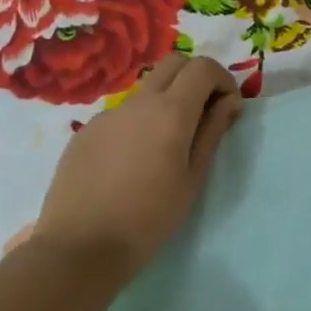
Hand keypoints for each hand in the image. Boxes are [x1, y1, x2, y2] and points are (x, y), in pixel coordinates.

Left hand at [26, 54, 243, 288]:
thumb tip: (229, 101)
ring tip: (166, 146)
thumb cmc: (150, 217)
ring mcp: (108, 114)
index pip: (202, 67)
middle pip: (173, 64)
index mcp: (171, 111)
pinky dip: (139, 123)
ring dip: (166, 101)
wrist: (81, 247)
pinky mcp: (86, 132)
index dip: (222, 79)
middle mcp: (138, 102)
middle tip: (204, 113)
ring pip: (146, 90)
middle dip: (196, 78)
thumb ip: (213, 132)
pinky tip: (132, 163)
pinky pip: (122, 115)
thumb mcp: (194, 177)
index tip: (228, 107)